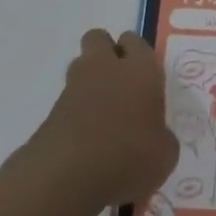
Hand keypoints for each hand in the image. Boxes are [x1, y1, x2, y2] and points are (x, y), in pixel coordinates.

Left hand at [28, 29, 177, 212]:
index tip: (145, 77)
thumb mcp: (164, 154)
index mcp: (140, 69)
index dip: (138, 54)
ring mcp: (74, 87)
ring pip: (80, 65)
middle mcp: (106, 68)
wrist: (67, 177)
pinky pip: (68, 100)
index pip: (136, 41)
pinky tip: (87, 139)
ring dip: (90, 81)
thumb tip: (155, 136)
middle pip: (99, 39)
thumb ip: (161, 137)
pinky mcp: (51, 111)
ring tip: (103, 113)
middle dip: (107, 53)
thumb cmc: (129, 156)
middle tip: (121, 83)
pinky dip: (76, 112)